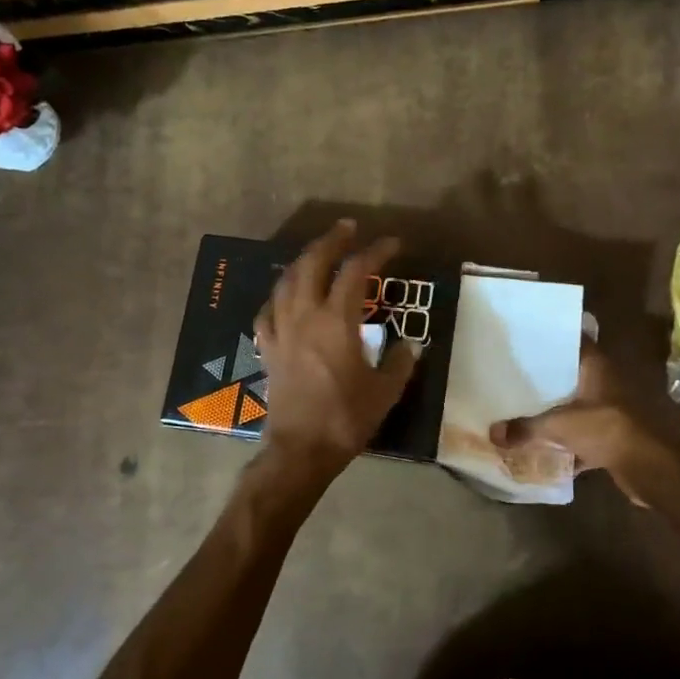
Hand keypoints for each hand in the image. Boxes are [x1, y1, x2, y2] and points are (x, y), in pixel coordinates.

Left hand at [254, 221, 418, 474]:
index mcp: (337, 322)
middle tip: (347, 228)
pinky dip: (279, 296)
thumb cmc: (346, 419)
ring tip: (318, 253)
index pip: (357, 272)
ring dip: (303, 260)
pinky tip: (285, 296)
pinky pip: (268, 311)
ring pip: (286, 281)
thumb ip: (400, 362)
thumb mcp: (385, 391)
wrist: (301, 450)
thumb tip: (412, 345)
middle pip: (313, 263)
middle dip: (331, 241)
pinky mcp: (268, 349)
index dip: (376, 252)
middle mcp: (305, 316)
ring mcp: (281, 331)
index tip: (393, 244)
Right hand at [490, 342, 670, 505]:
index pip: (574, 342)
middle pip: (572, 376)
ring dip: (557, 412)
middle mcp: (606, 384)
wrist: (650, 466)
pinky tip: (546, 452)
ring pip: (578, 407)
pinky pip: (584, 437)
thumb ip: (526, 428)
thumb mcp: (559, 425)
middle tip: (517, 376)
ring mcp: (611, 412)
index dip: (554, 338)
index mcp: (596, 368)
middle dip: (548, 379)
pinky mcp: (614, 438)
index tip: (528, 338)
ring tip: (525, 410)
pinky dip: (568, 445)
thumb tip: (493, 433)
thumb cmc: (607, 428)